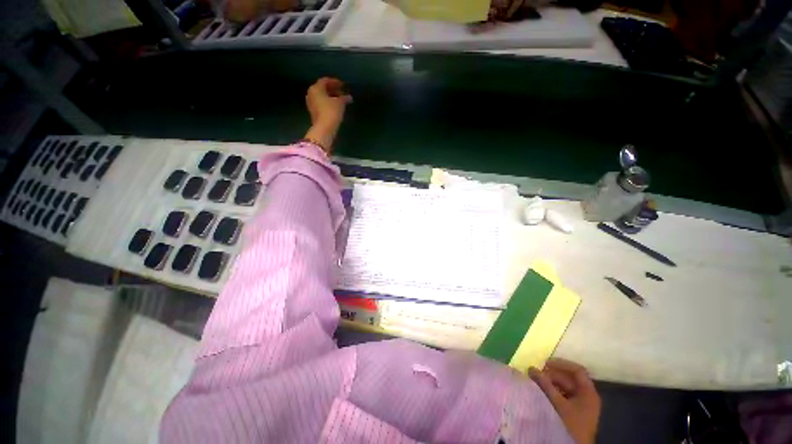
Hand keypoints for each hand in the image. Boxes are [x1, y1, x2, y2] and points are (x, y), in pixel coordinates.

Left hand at [304, 77, 351, 152]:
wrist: (324, 129)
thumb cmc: (331, 112)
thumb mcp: (340, 103)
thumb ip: (344, 98)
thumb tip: (349, 97)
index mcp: (316, 88)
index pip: (325, 81)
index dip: (335, 82)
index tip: (343, 85)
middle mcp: (311, 93)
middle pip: (323, 88)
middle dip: (333, 90)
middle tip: (342, 93)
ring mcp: (311, 103)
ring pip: (322, 96)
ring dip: (331, 97)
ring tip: (340, 100)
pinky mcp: (313, 112)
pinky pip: (321, 103)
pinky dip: (328, 103)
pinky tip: (336, 107)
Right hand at [529, 359, 600, 443]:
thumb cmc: (570, 423)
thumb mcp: (557, 403)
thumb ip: (545, 384)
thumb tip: (531, 368)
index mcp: (588, 392)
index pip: (577, 370)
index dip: (562, 364)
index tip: (545, 363)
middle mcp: (587, 396)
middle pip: (569, 379)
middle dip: (552, 374)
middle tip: (536, 374)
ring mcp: (582, 405)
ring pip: (565, 387)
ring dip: (550, 383)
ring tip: (536, 382)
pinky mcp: (575, 412)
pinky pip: (564, 396)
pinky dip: (553, 392)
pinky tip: (542, 392)